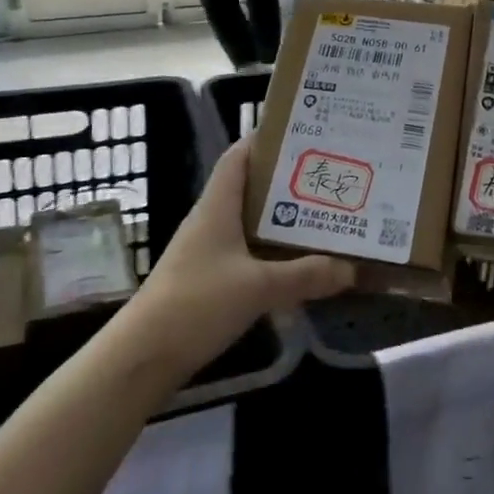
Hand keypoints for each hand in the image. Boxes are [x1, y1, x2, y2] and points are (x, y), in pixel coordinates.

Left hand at [127, 136, 354, 379]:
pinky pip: (248, 253)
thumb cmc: (196, 304)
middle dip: (288, 182)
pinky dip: (273, 253)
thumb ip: (305, 275)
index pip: (239, 156)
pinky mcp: (209, 280)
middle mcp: (212, 220)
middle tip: (328, 179)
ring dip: (283, 220)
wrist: (143, 357)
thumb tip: (350, 268)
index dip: (266, 139)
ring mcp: (208, 251)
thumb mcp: (258, 287)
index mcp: (218, 206)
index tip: (304, 136)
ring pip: (252, 223)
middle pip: (252, 188)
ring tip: (324, 217)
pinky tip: (299, 264)